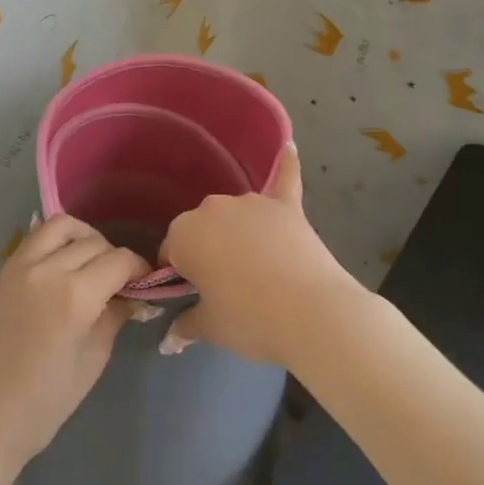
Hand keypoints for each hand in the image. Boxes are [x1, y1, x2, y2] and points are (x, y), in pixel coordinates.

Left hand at [0, 215, 148, 482]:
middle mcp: (47, 270)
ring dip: (83, 237)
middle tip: (121, 282)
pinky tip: (63, 266)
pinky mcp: (1, 273)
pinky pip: (34, 239)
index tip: (145, 283)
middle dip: (114, 256)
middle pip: (93, 241)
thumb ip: (113, 319)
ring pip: (60, 226)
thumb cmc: (42, 405)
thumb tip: (131, 297)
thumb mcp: (91, 363)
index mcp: (75, 296)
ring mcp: (19, 267)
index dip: (139, 268)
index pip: (119, 260)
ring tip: (91, 264)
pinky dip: (55, 241)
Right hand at [158, 142, 365, 364]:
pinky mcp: (288, 207)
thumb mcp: (210, 328)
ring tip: (255, 266)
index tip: (193, 295)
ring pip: (235, 215)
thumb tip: (170, 338)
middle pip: (202, 229)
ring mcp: (253, 203)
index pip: (172, 251)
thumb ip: (186, 324)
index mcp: (184, 234)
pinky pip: (284, 179)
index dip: (180, 275)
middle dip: (207, 251)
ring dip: (237, 232)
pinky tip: (289, 146)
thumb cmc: (250, 320)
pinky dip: (286, 166)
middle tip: (224, 287)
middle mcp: (213, 208)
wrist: (313, 314)